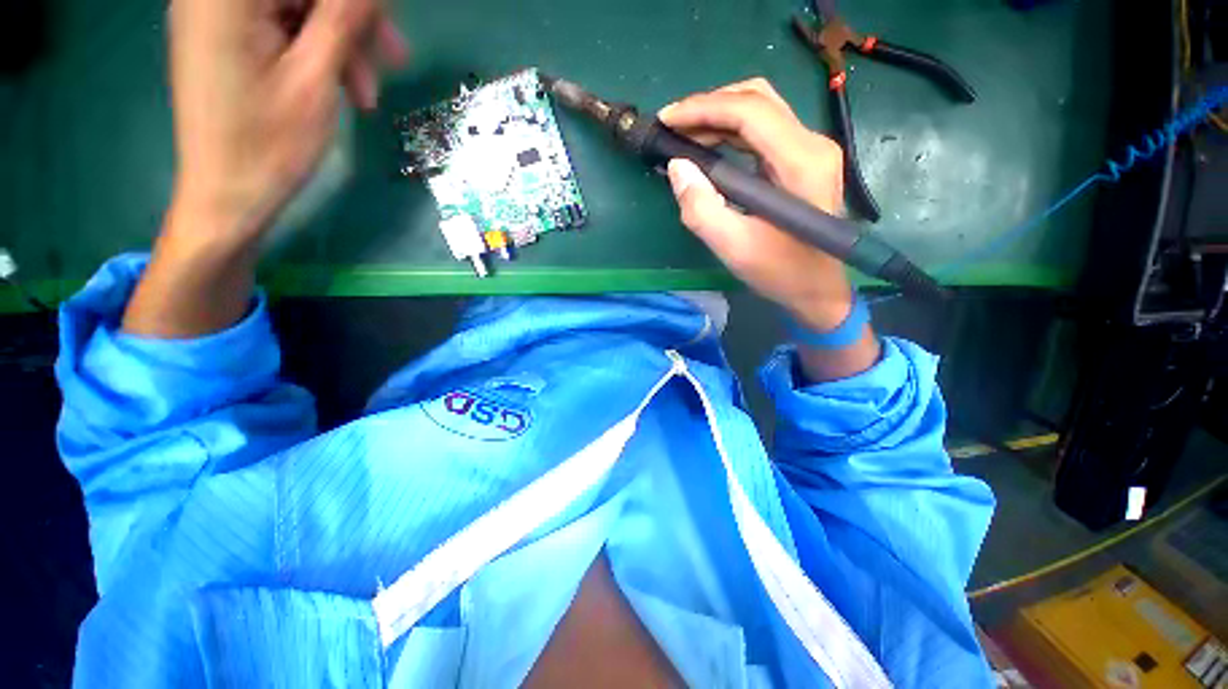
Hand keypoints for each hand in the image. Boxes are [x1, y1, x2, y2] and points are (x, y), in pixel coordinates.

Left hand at [168, 0, 407, 244]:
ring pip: (299, 6)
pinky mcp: (227, 34)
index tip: (389, 29)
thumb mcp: (315, 79)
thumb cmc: (268, 144)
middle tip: (395, 60)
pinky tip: (341, 83)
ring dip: (342, 42)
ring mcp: (219, 12)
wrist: (226, 194)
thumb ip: (343, 18)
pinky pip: (284, 24)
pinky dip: (318, 49)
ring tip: (367, 91)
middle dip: (353, 20)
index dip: (356, 2)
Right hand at [660, 78, 878, 379]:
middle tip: (673, 126)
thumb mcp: (734, 247)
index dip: (703, 108)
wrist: (818, 289)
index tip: (666, 120)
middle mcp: (812, 144)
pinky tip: (709, 147)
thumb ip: (701, 209)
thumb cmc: (780, 272)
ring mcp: (811, 150)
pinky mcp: (803, 161)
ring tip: (684, 136)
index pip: (750, 111)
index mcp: (801, 162)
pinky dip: (731, 132)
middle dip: (709, 106)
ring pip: (761, 110)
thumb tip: (677, 167)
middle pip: (758, 99)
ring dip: (719, 117)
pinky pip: (764, 132)